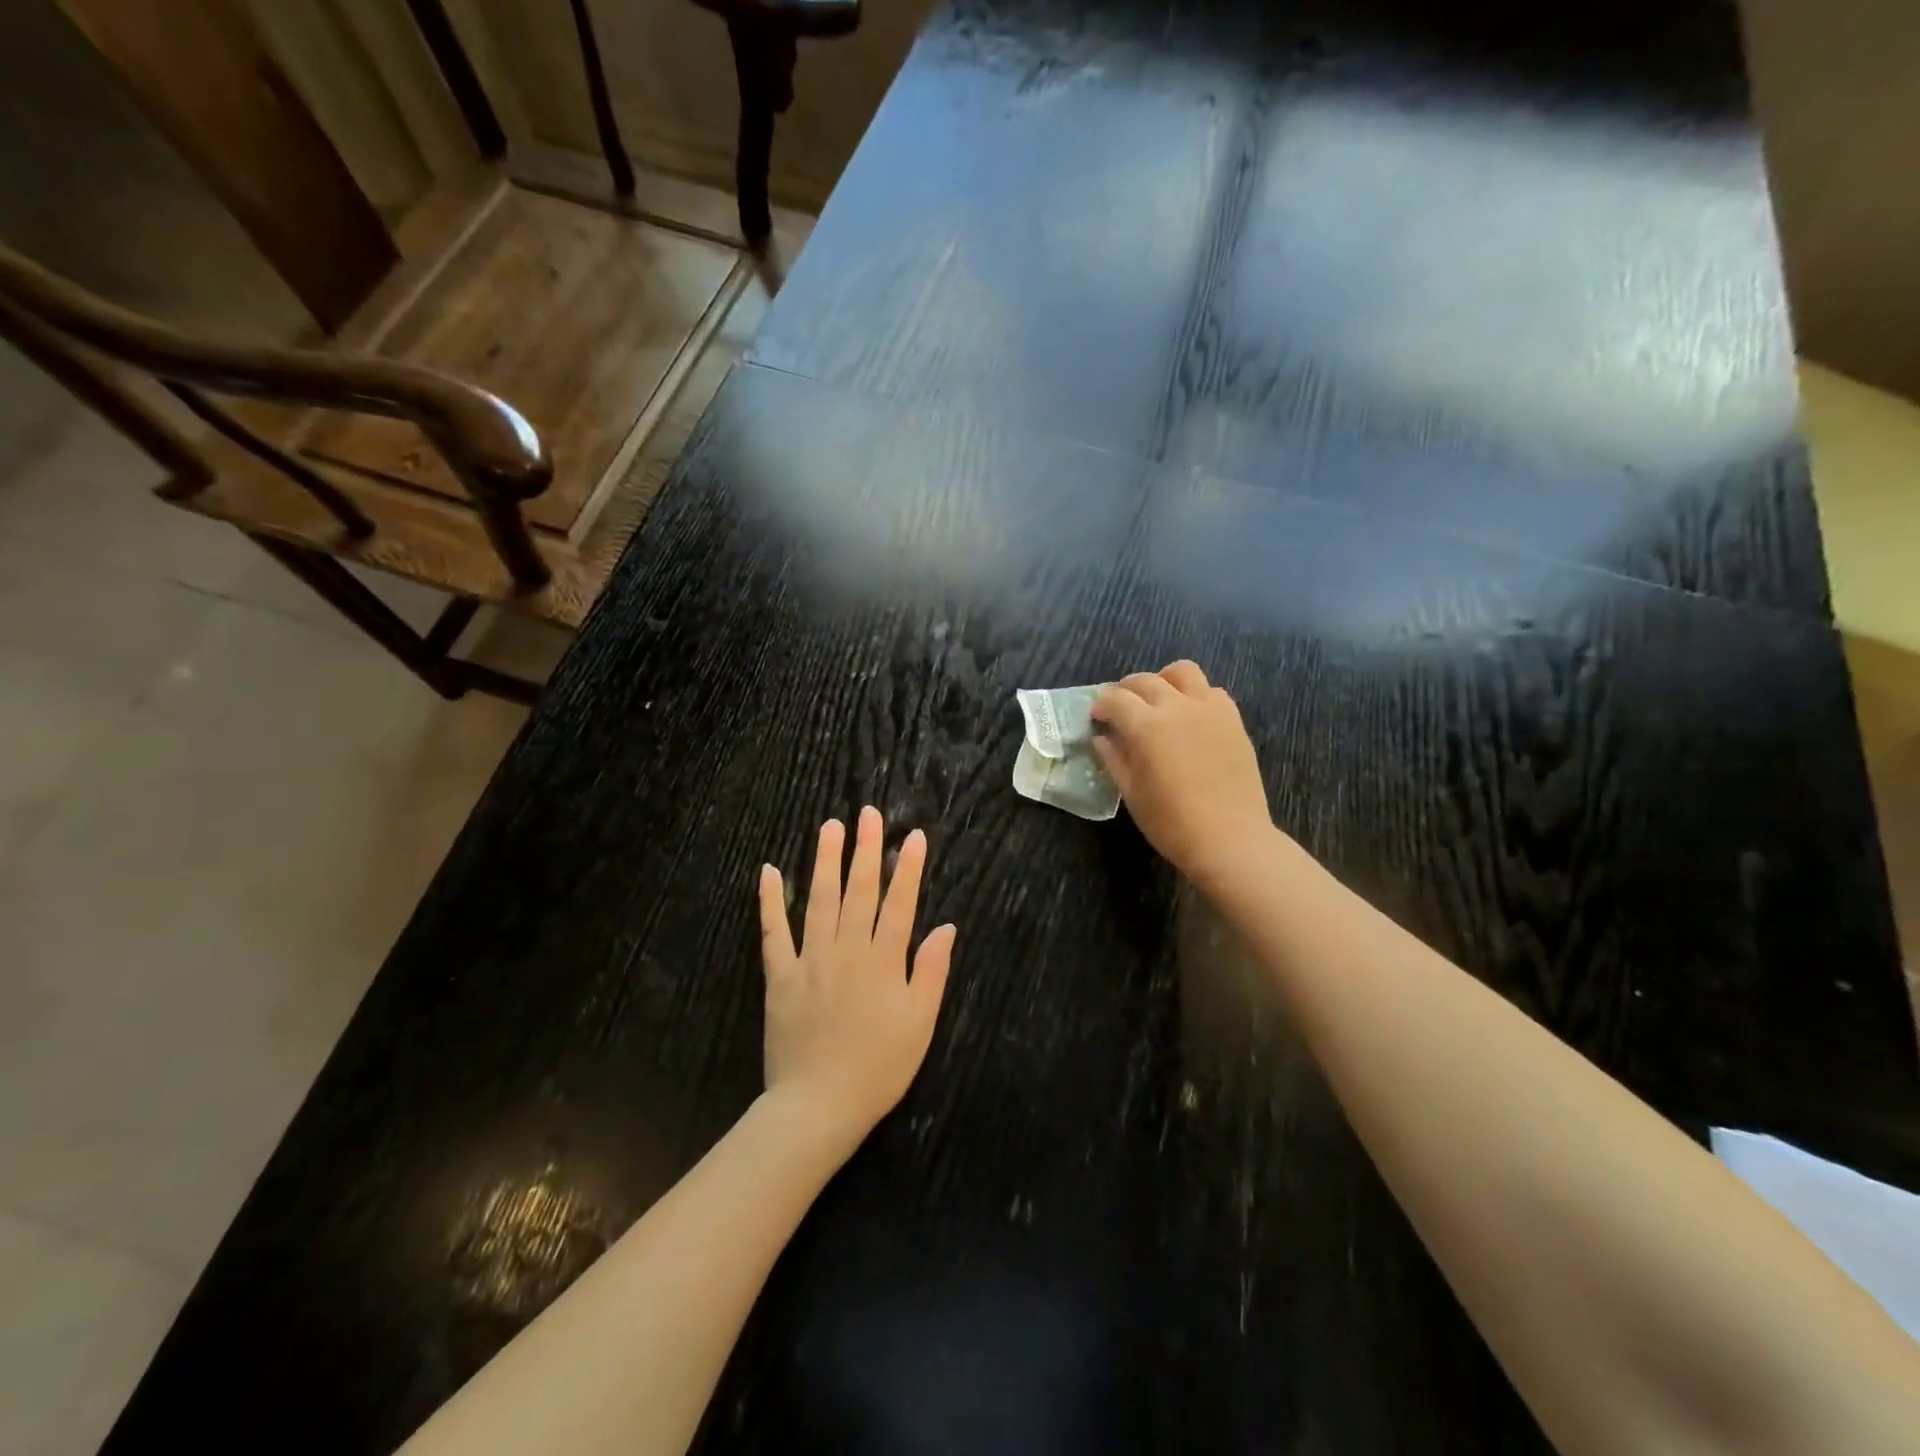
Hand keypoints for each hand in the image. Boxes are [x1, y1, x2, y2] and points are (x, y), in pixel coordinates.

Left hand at [758, 807, 955, 1143]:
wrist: (818, 1105)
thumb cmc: (879, 1067)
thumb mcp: (920, 1024)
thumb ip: (932, 972)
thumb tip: (946, 927)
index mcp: (883, 961)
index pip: (899, 903)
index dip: (907, 867)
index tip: (912, 835)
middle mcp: (847, 949)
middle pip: (859, 891)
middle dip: (865, 849)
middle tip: (867, 813)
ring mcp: (810, 959)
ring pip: (819, 900)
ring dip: (825, 861)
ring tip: (829, 827)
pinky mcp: (780, 976)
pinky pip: (773, 932)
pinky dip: (770, 901)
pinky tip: (768, 871)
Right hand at [1092, 660, 1273, 889]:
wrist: (1231, 839)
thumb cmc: (1172, 823)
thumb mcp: (1132, 794)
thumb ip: (1114, 759)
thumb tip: (1102, 738)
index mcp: (1146, 726)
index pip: (1115, 699)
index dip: (1101, 705)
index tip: (1096, 718)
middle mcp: (1177, 707)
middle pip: (1145, 680)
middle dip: (1125, 690)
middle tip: (1120, 709)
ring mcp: (1209, 709)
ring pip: (1182, 671)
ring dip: (1163, 680)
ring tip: (1158, 700)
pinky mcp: (1233, 719)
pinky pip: (1211, 690)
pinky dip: (1194, 695)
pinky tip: (1190, 717)